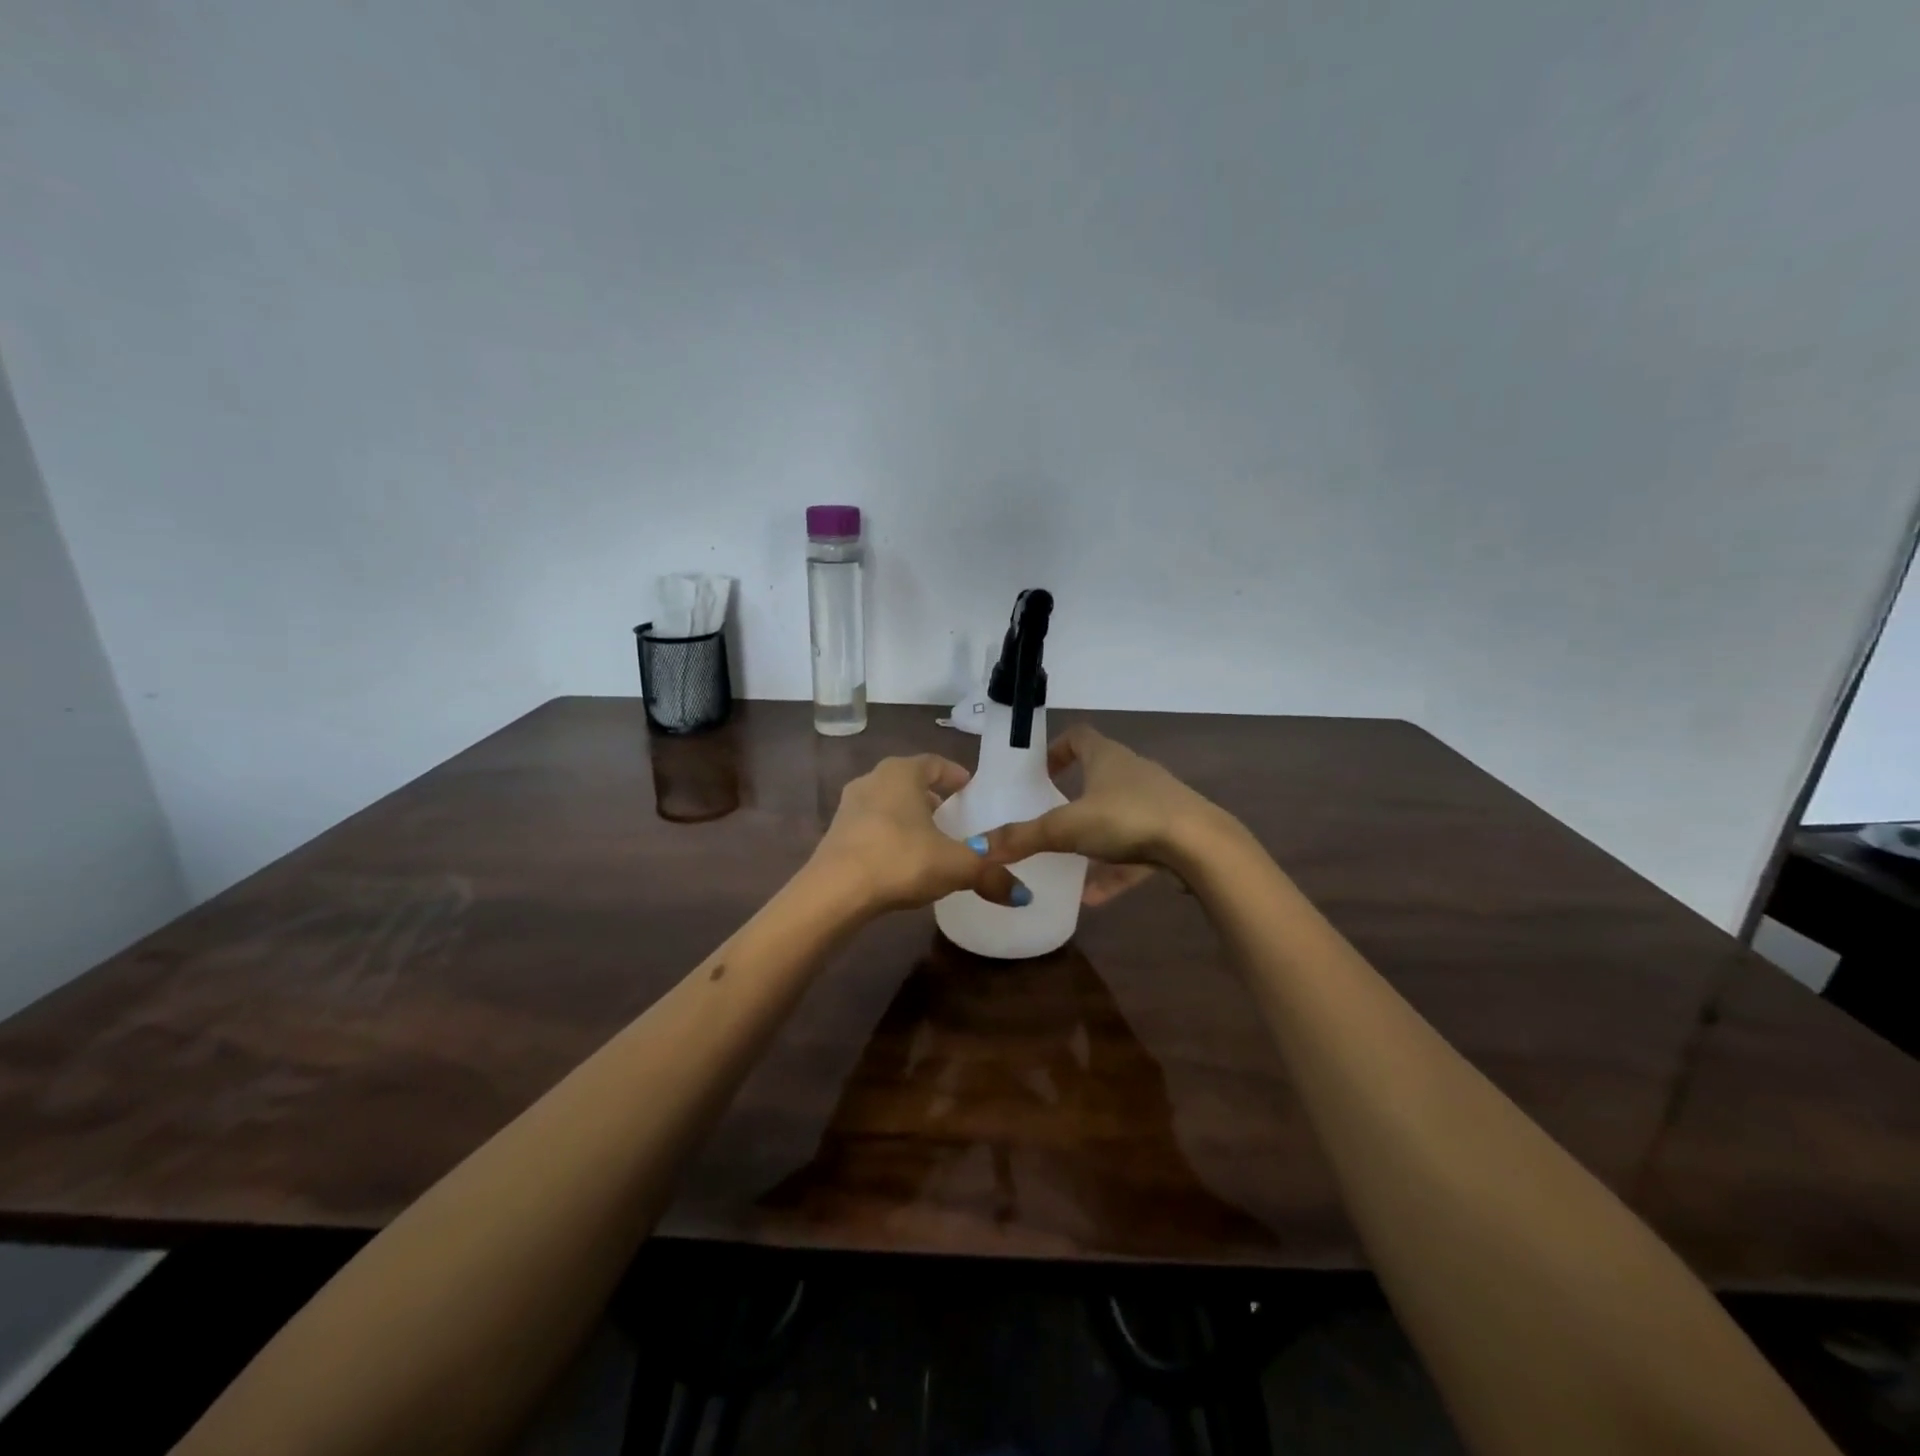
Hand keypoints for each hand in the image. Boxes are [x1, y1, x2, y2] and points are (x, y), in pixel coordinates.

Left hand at [810, 754, 1021, 914]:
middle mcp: (872, 779)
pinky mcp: (835, 834)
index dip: (956, 775)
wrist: (835, 891)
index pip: (935, 763)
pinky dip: (889, 835)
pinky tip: (901, 860)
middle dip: (932, 796)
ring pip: (888, 803)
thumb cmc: (900, 860)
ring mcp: (849, 806)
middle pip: (909, 782)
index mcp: (902, 773)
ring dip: (908, 816)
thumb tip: (1024, 895)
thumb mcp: (955, 866)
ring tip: (929, 839)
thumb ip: (991, 875)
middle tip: (953, 816)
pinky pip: (871, 826)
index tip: (971, 789)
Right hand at [984, 725, 1232, 892]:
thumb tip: (978, 847)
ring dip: (1093, 839)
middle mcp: (1133, 773)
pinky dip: (1115, 870)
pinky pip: (1135, 850)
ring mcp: (1156, 803)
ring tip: (1068, 864)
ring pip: (1117, 817)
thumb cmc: (1128, 818)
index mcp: (1107, 757)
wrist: (1200, 846)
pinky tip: (1095, 897)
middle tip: (1049, 817)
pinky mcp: (1171, 834)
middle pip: (1099, 776)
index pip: (1078, 736)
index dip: (1057, 749)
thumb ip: (1024, 837)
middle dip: (1073, 797)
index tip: (1040, 772)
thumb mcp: (1068, 828)